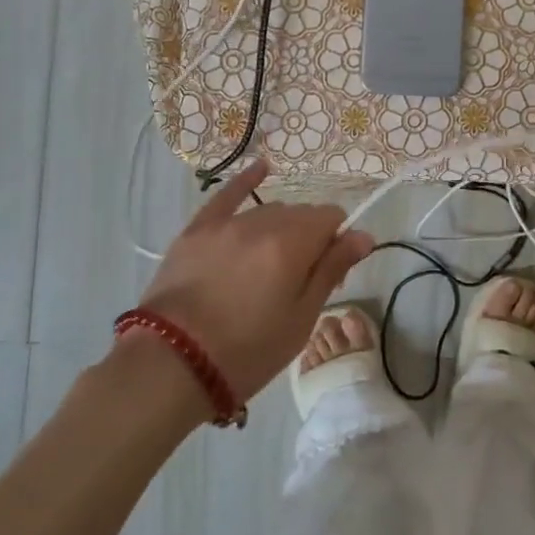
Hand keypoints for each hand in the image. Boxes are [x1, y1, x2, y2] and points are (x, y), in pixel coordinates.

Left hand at [132, 160, 373, 406]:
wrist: (171, 365)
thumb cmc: (247, 351)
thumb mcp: (300, 318)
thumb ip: (332, 270)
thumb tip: (363, 235)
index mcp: (292, 244)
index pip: (331, 219)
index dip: (337, 243)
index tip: (329, 273)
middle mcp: (262, 222)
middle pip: (300, 215)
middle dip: (310, 237)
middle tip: (301, 278)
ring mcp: (226, 223)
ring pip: (268, 211)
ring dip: (281, 227)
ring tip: (271, 263)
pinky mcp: (196, 230)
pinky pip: (226, 195)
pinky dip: (246, 181)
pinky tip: (261, 168)